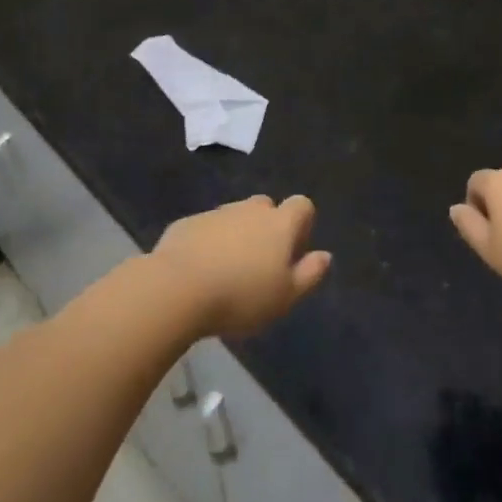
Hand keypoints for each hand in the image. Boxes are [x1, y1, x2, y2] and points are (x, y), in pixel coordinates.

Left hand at [154, 195, 330, 336]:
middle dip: (267, 227)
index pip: (302, 205)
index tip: (293, 252)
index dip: (302, 224)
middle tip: (260, 264)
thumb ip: (309, 274)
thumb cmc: (241, 296)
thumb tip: (325, 256)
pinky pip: (206, 228)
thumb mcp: (285, 296)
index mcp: (279, 224)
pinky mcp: (186, 223)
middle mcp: (249, 210)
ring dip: (237, 235)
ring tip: (228, 271)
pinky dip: (208, 243)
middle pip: (266, 207)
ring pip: (234, 217)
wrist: (177, 289)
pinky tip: (200, 271)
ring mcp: (216, 213)